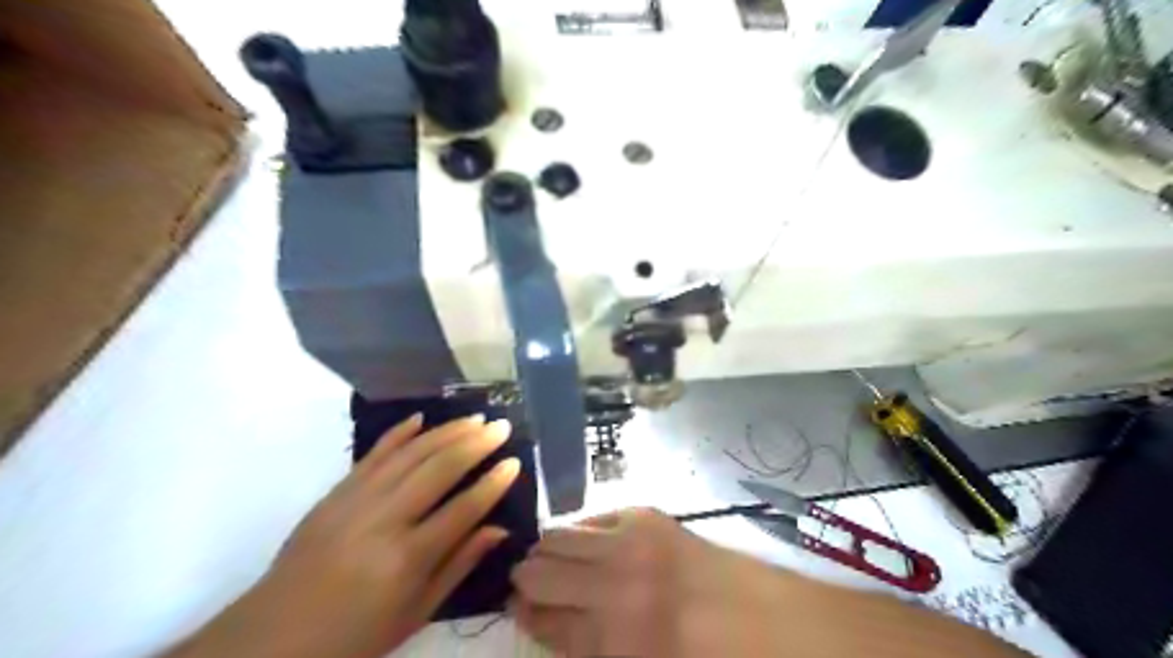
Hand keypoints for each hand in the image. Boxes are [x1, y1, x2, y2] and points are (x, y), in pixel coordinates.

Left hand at [172, 415, 519, 657]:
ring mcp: (356, 500)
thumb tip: (500, 529)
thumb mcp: (415, 614)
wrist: (271, 637)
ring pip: (410, 453)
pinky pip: (372, 454)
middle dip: (476, 443)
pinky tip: (422, 418)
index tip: (514, 463)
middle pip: (439, 469)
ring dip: (446, 431)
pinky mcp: (336, 492)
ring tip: (475, 418)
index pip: (463, 509)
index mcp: (406, 558)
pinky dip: (398, 433)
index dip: (493, 483)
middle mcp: (384, 520)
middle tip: (501, 426)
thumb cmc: (354, 636)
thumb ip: (460, 566)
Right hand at [512, 509, 795, 657]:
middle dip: (526, 579)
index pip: (538, 618)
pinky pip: (595, 516)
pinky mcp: (645, 515)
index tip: (518, 605)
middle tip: (532, 583)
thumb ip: (585, 648)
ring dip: (548, 549)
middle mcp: (610, 586)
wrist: (760, 620)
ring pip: (558, 536)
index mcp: (608, 642)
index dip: (523, 611)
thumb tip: (546, 618)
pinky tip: (593, 542)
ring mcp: (627, 543)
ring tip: (555, 558)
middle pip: (538, 572)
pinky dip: (584, 530)